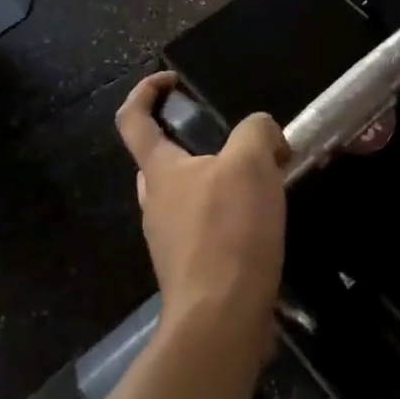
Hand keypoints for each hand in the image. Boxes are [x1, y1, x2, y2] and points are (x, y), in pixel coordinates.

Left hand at [116, 73, 288, 345]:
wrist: (222, 318)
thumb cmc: (228, 230)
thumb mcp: (251, 162)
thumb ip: (257, 131)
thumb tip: (266, 136)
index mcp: (160, 171)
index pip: (133, 120)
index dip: (146, 92)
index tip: (172, 80)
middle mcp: (155, 203)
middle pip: (160, 160)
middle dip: (192, 143)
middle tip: (237, 145)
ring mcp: (169, 240)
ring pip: (186, 196)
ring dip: (217, 182)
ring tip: (262, 183)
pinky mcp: (190, 269)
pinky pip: (205, 228)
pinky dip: (228, 217)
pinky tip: (262, 224)